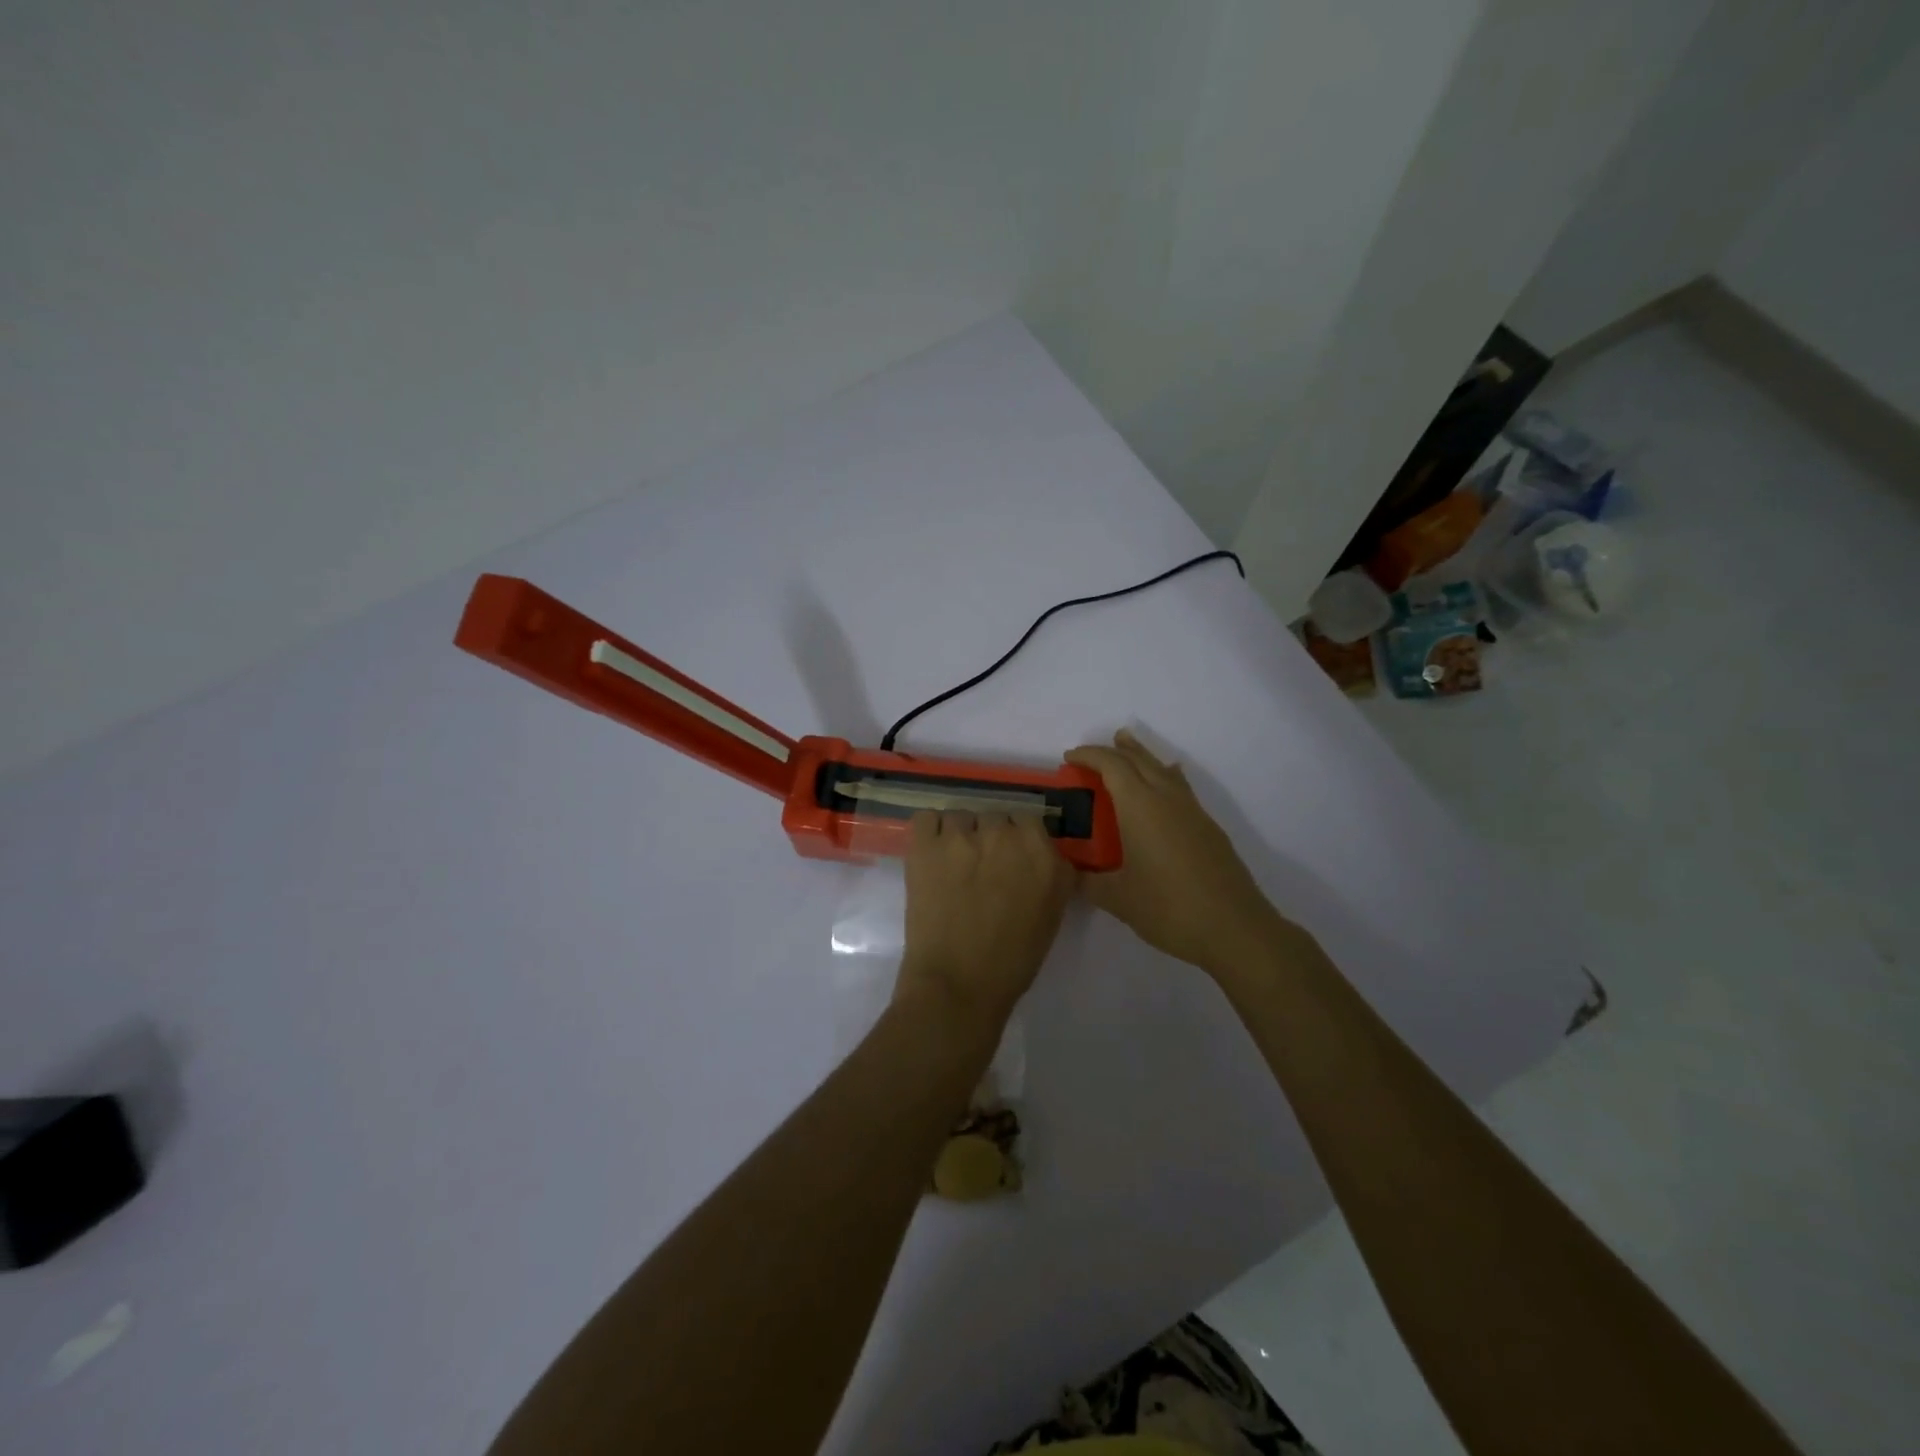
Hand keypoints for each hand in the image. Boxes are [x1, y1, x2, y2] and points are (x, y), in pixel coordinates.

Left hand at [896, 811, 1074, 1028]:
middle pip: (994, 817)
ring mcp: (963, 837)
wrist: (958, 984)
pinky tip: (930, 855)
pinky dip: (928, 832)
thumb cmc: (1011, 961)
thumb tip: (1040, 856)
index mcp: (1042, 854)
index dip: (1016, 839)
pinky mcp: (926, 845)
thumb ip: (1051, 875)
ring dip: (958, 836)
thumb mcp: (1051, 914)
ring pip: (960, 817)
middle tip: (980, 868)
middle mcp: (1005, 836)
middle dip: (988, 837)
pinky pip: (927, 818)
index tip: (1008, 860)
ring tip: (951, 866)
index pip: (1029, 821)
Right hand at [1066, 729, 1280, 975]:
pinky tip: (1166, 784)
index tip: (1069, 758)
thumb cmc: (1169, 908)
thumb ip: (1088, 882)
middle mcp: (1167, 798)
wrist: (1234, 928)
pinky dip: (1164, 775)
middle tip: (1090, 753)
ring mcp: (1192, 811)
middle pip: (1139, 760)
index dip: (1089, 756)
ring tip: (1127, 745)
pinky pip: (1180, 786)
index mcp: (1140, 807)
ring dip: (1141, 755)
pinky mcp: (1208, 827)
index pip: (1112, 765)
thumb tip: (1069, 874)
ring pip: (1163, 769)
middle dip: (1113, 750)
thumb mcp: (1118, 899)